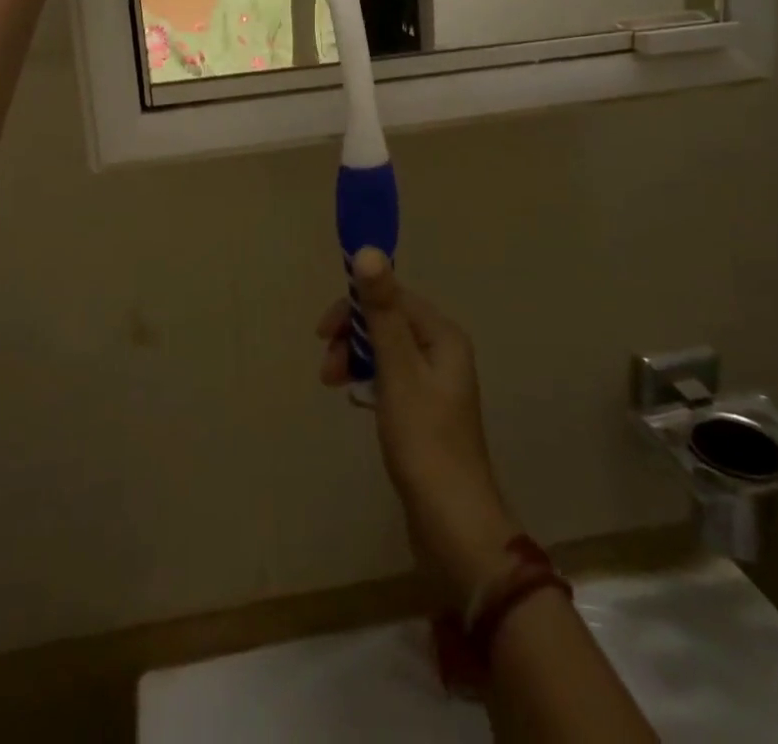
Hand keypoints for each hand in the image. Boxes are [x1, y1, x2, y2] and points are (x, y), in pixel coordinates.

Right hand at [319, 251, 520, 610]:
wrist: (454, 526)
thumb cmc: (425, 442)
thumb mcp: (397, 370)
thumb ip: (381, 311)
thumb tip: (367, 250)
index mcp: (443, 336)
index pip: (393, 297)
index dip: (356, 306)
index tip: (323, 332)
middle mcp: (443, 351)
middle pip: (388, 321)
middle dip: (353, 335)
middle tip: (326, 367)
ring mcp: (436, 383)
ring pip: (386, 350)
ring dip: (356, 358)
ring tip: (333, 385)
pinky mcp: (426, 411)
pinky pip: (391, 376)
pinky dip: (369, 380)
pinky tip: (356, 399)